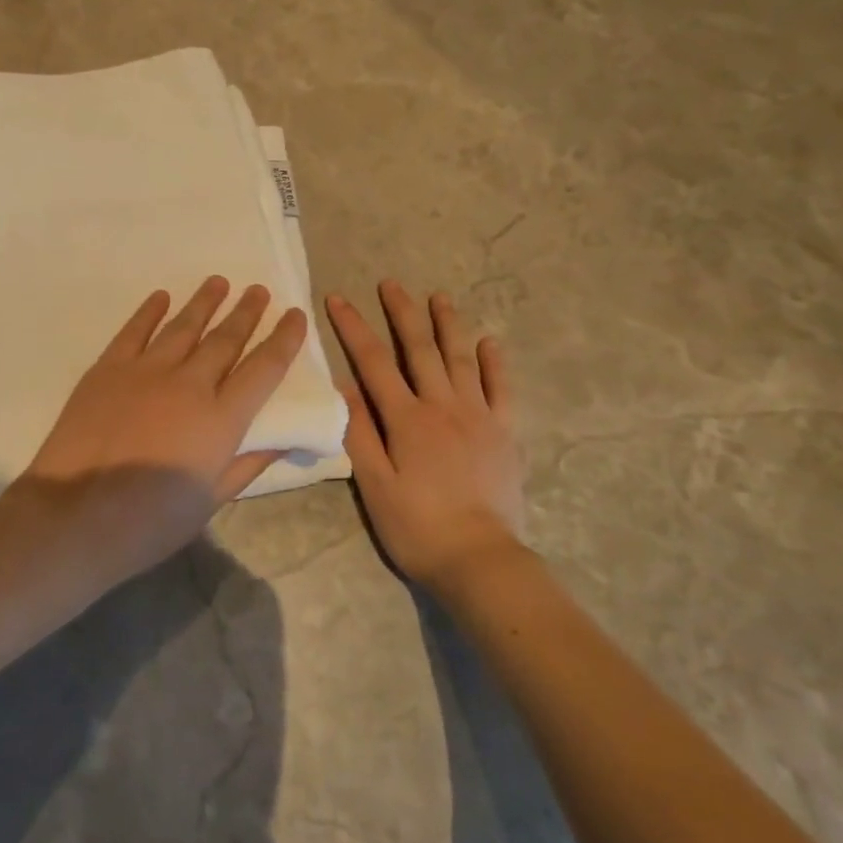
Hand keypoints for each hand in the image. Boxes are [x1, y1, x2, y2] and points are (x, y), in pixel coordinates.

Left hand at [19, 276, 306, 568]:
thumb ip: (249, 464)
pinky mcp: (108, 369)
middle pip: (225, 339)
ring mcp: (146, 371)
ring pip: (183, 327)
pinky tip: (161, 297)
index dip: (284, 339)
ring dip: (204, 302)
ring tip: (220, 282)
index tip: (295, 315)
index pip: (264, 368)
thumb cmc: (149, 521)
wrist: (74, 515)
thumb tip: (286, 439)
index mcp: (221, 418)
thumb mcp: (211, 500)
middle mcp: (189, 384)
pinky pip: (134, 331)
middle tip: (258, 290)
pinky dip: (149, 311)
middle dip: (246, 313)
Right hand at [327, 282, 530, 595]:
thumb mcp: (374, 484)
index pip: (374, 362)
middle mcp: (443, 406)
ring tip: (439, 296)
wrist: (480, 560)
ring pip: (461, 359)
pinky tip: (488, 342)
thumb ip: (359, 432)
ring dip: (448, 324)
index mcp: (407, 419)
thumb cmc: (417, 526)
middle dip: (402, 312)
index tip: (337, 298)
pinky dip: (494, 363)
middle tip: (391, 283)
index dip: (353, 328)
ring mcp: (479, 416)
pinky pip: (501, 388)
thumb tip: (343, 385)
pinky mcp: (505, 432)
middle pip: (420, 349)